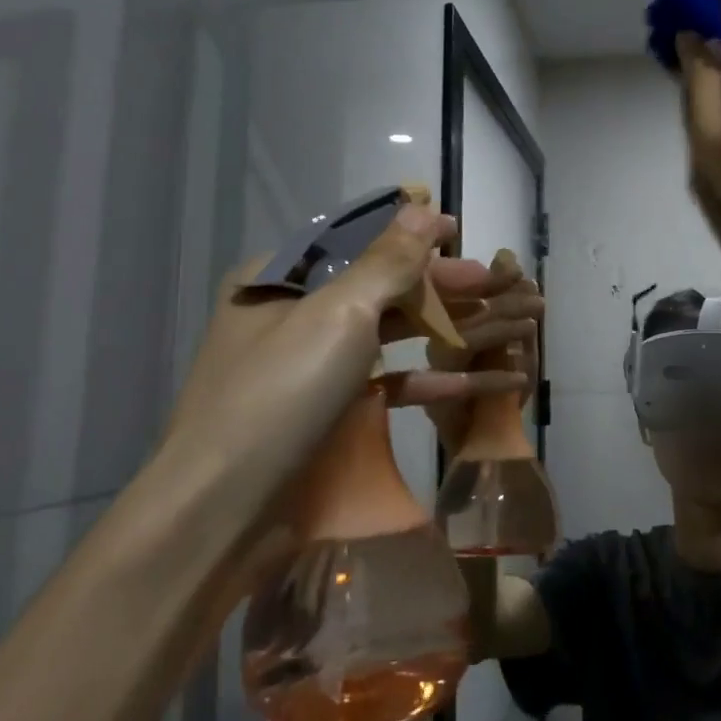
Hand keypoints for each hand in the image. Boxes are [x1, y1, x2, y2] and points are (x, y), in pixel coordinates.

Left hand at [158, 206, 527, 524]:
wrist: (223, 513)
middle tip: (493, 283)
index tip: (459, 232)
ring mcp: (310, 368)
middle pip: (378, 288)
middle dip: (438, 285)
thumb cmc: (280, 395)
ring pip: (386, 336)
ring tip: (497, 323)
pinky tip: (475, 380)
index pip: (356, 241)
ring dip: (441, 330)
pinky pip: (386, 384)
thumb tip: (423, 206)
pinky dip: (428, 380)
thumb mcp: (338, 315)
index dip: (410, 234)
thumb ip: (387, 261)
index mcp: (279, 279)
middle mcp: (291, 316)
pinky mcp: (327, 413)